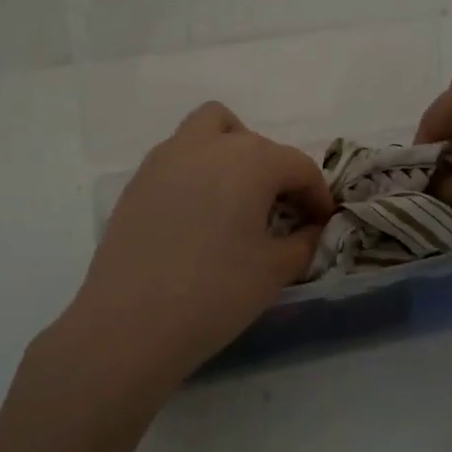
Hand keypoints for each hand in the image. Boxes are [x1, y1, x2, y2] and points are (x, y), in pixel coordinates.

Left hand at [51, 103, 334, 394]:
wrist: (129, 323)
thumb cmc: (214, 293)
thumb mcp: (274, 271)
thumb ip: (303, 242)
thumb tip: (311, 229)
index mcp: (251, 161)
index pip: (298, 166)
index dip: (317, 194)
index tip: (322, 222)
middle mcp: (209, 145)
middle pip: (256, 142)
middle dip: (276, 171)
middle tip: (280, 212)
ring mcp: (168, 157)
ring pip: (210, 128)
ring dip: (232, 150)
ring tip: (236, 196)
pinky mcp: (140, 178)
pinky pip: (179, 154)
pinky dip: (199, 168)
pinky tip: (198, 214)